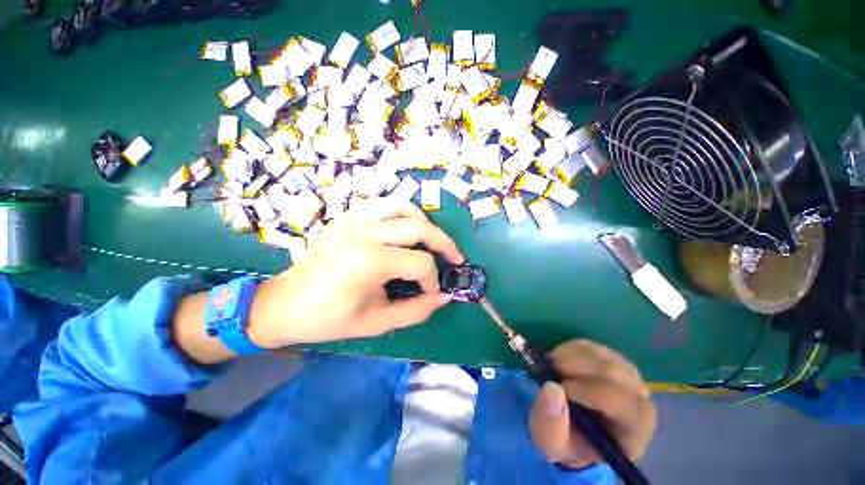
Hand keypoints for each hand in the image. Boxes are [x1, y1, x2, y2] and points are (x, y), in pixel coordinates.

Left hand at [247, 198, 464, 348]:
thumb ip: (416, 310)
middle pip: (420, 228)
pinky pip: (385, 203)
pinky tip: (405, 228)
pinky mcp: (349, 215)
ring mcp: (355, 218)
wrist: (286, 302)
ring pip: (405, 207)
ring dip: (425, 223)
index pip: (420, 264)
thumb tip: (445, 297)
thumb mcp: (377, 323)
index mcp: (369, 262)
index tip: (431, 293)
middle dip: (444, 244)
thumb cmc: (329, 318)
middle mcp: (364, 233)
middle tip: (454, 258)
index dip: (433, 281)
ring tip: (431, 241)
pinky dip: (403, 213)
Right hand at [529, 340, 655, 468]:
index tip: (559, 388)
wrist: (573, 428)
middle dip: (575, 367)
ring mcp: (627, 375)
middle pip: (613, 372)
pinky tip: (559, 358)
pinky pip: (593, 346)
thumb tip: (552, 388)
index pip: (623, 404)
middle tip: (549, 368)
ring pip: (602, 355)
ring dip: (571, 355)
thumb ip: (551, 424)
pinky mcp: (611, 358)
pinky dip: (571, 348)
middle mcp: (639, 399)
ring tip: (551, 364)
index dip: (589, 392)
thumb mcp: (551, 443)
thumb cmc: (567, 440)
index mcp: (633, 430)